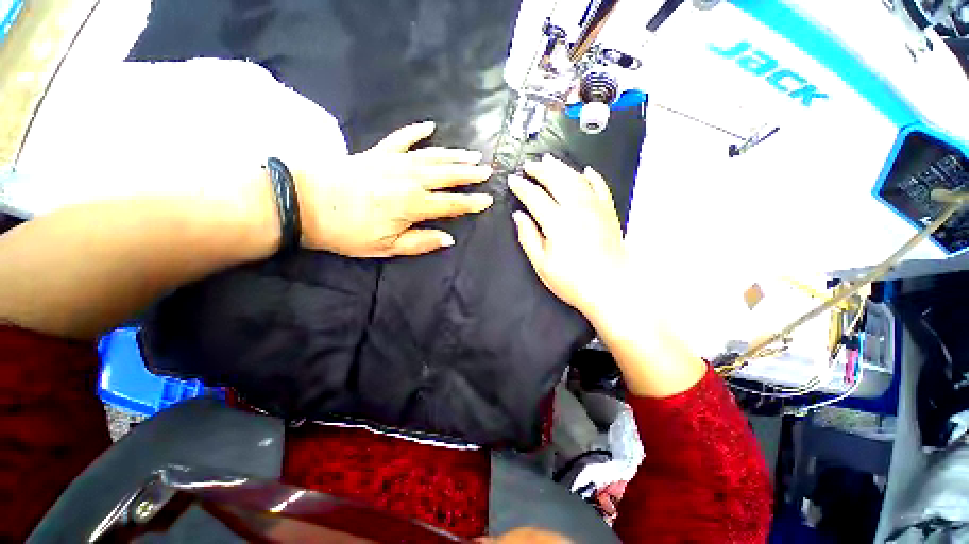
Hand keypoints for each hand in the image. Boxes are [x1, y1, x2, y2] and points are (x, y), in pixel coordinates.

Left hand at [296, 121, 493, 256]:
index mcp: (413, 205)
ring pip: (432, 156)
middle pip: (447, 175)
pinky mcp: (378, 152)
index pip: (451, 203)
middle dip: (470, 173)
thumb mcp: (386, 247)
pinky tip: (430, 126)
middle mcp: (409, 179)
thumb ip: (421, 242)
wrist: (304, 201)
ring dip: (454, 155)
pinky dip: (416, 132)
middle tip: (487, 170)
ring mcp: (394, 162)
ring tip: (472, 154)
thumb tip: (448, 238)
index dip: (471, 202)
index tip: (488, 200)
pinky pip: (402, 138)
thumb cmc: (347, 231)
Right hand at [509, 154, 627, 319]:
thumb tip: (518, 216)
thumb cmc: (572, 281)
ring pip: (577, 178)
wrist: (611, 288)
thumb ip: (528, 237)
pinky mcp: (608, 212)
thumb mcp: (542, 264)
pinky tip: (585, 171)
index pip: (535, 196)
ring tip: (549, 160)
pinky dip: (592, 176)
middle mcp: (576, 208)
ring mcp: (595, 208)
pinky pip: (600, 187)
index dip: (522, 187)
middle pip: (556, 180)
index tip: (512, 180)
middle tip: (529, 165)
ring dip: (561, 167)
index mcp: (557, 222)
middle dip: (540, 170)